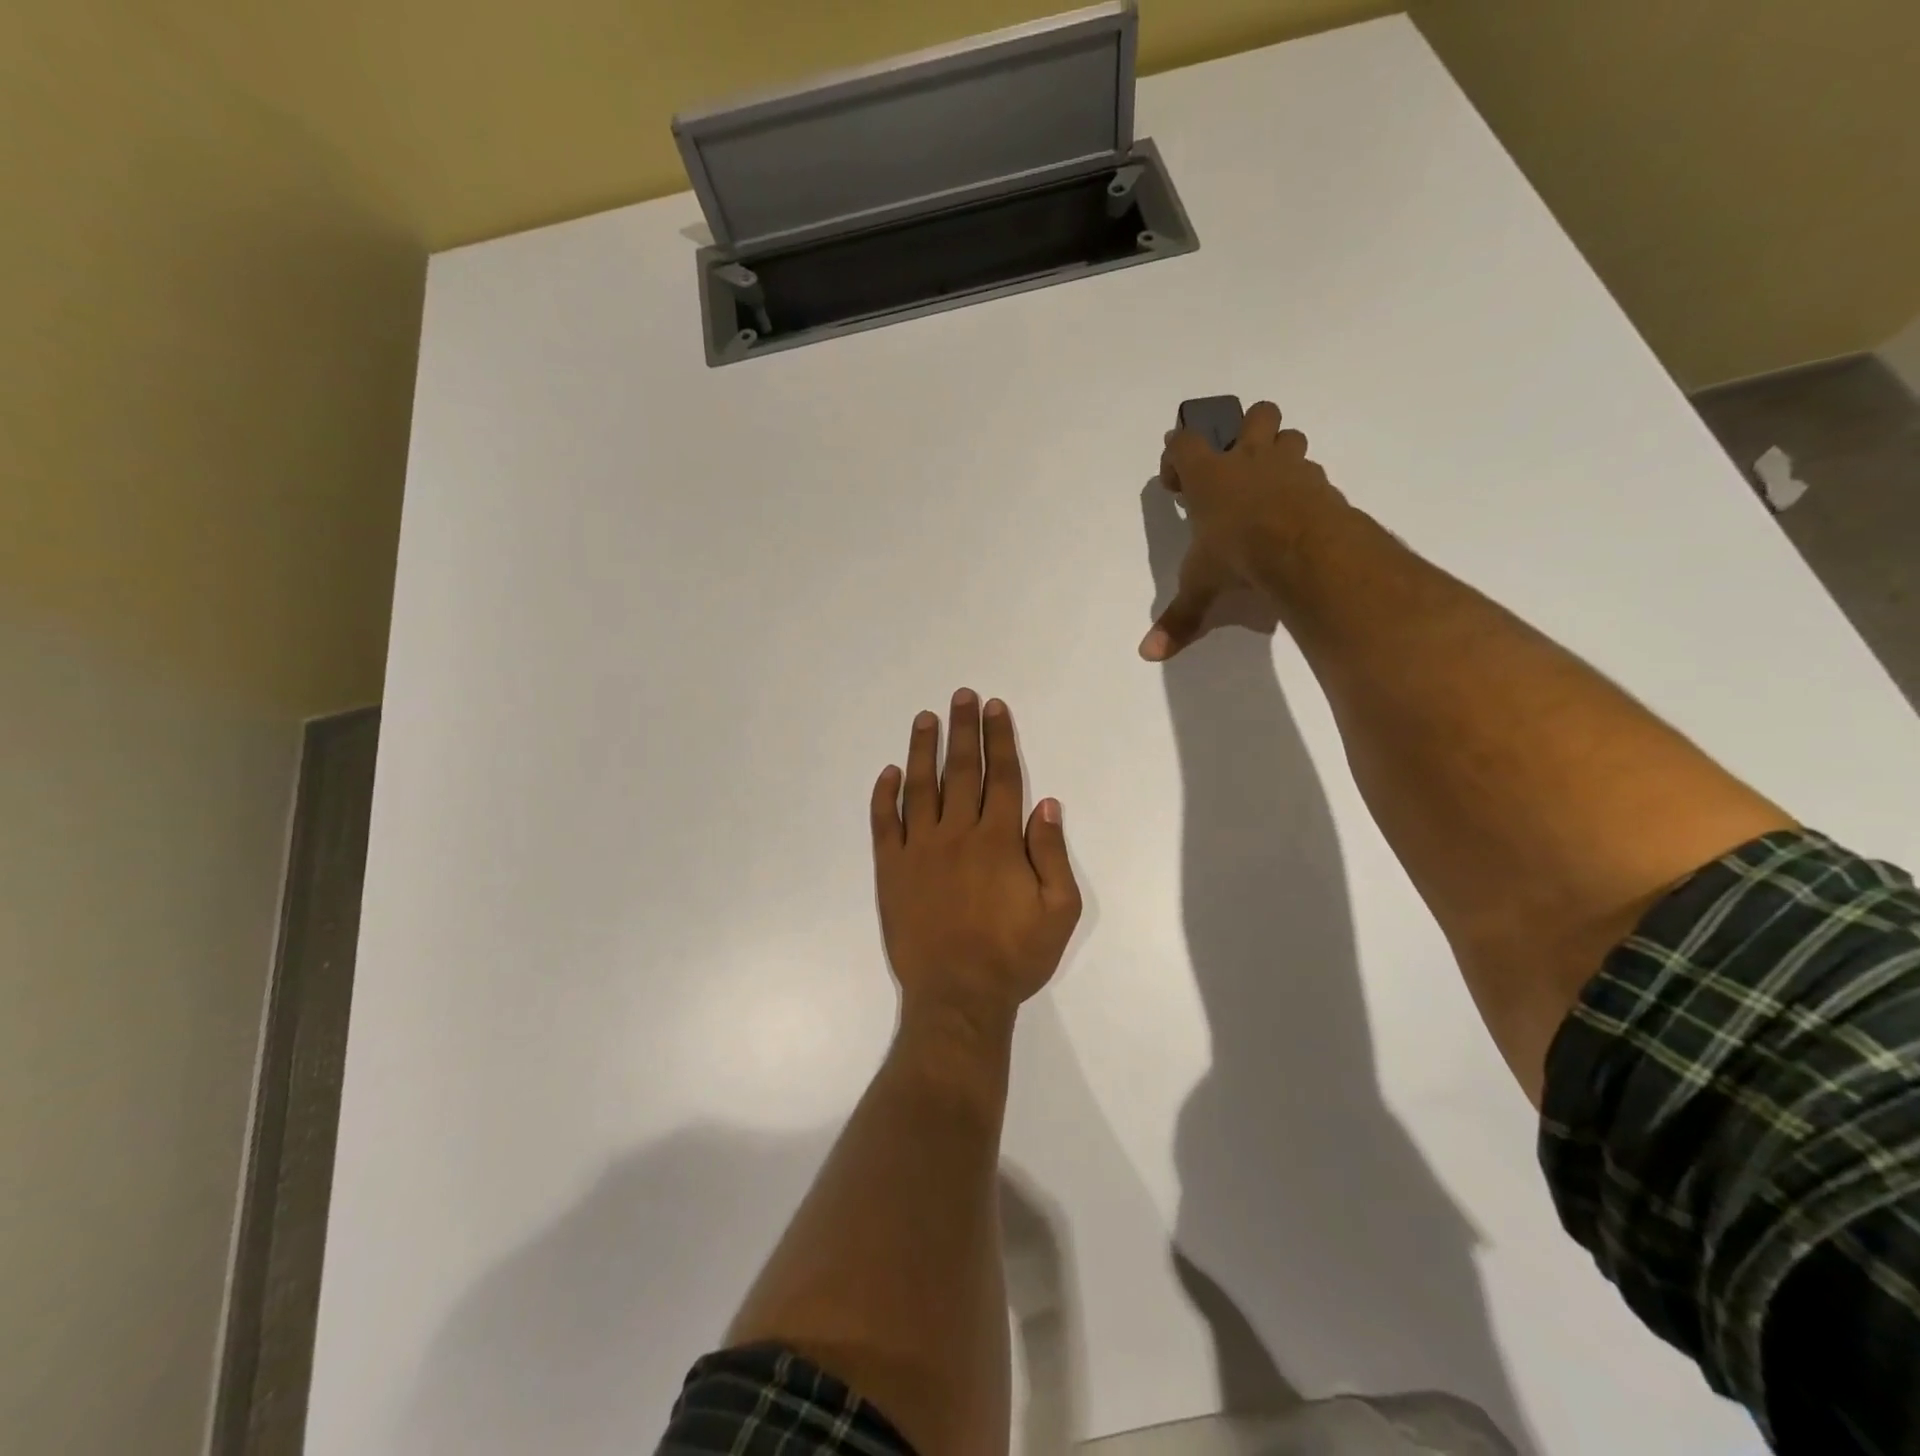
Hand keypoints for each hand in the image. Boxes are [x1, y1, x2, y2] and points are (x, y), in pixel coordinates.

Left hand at [870, 691, 1082, 1033]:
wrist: (957, 996)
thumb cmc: (1014, 956)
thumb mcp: (1058, 910)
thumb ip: (1052, 853)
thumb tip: (1046, 803)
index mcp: (999, 840)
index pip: (1001, 776)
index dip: (999, 739)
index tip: (995, 708)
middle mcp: (958, 833)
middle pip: (961, 770)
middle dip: (963, 730)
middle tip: (961, 696)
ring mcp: (919, 849)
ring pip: (921, 786)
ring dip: (923, 748)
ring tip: (925, 717)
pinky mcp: (891, 869)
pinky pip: (884, 823)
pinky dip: (885, 795)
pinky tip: (889, 772)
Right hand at [1139, 401, 1343, 661]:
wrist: (1304, 551)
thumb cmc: (1237, 556)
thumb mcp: (1200, 588)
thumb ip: (1179, 617)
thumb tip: (1147, 654)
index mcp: (1210, 476)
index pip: (1184, 442)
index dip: (1175, 454)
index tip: (1175, 483)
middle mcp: (1251, 460)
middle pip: (1255, 414)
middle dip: (1245, 430)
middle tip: (1236, 466)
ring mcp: (1291, 468)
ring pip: (1290, 436)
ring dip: (1280, 452)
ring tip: (1269, 487)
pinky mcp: (1321, 485)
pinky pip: (1312, 473)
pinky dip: (1303, 488)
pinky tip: (1296, 515)